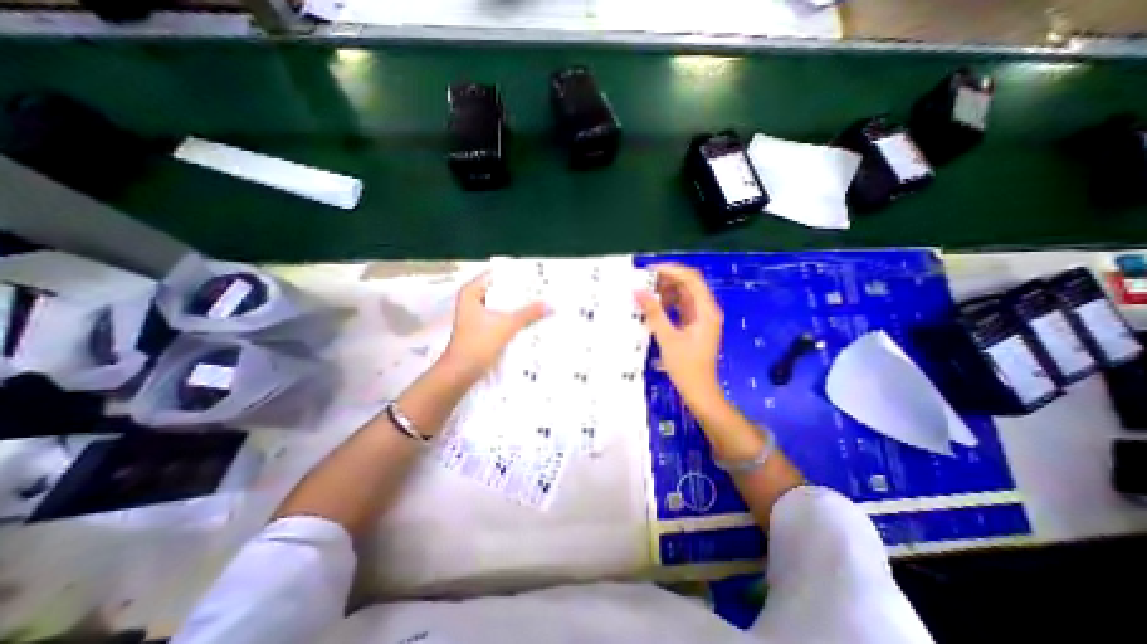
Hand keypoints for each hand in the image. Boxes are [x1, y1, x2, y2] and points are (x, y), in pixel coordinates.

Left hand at [440, 273, 545, 383]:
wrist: (461, 373)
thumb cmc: (477, 344)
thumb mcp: (506, 325)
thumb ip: (529, 314)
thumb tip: (551, 305)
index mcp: (472, 292)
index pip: (497, 274)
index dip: (516, 275)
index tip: (536, 275)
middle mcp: (473, 301)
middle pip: (501, 291)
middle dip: (521, 292)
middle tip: (543, 289)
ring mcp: (478, 316)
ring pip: (503, 306)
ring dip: (519, 307)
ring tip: (541, 302)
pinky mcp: (483, 329)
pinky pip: (502, 318)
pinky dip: (514, 319)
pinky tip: (531, 319)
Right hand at [636, 262, 722, 418]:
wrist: (699, 391)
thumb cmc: (686, 366)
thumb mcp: (667, 338)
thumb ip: (653, 312)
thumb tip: (638, 291)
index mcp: (706, 310)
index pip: (691, 279)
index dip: (671, 270)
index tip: (649, 271)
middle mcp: (707, 310)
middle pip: (688, 284)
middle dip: (666, 280)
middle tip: (643, 282)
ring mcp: (701, 318)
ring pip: (684, 295)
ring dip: (666, 292)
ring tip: (645, 294)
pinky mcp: (694, 325)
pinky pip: (681, 307)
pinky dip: (668, 304)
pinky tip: (654, 307)